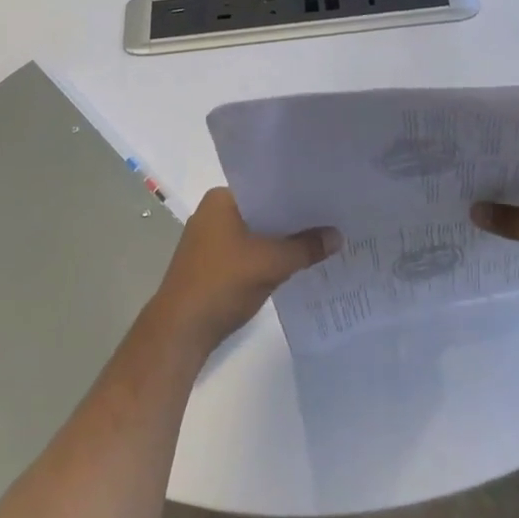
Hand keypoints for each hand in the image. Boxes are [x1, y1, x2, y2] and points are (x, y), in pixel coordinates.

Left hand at [150, 188, 340, 352]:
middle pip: (263, 210)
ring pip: (257, 233)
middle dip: (293, 219)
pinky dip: (268, 256)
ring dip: (282, 240)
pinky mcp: (212, 264)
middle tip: (331, 219)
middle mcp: (213, 212)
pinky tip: (294, 264)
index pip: (267, 186)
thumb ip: (305, 247)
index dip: (297, 193)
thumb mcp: (271, 263)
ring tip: (320, 241)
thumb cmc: (222, 283)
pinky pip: (248, 252)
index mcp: (221, 199)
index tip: (327, 197)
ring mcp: (210, 240)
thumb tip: (338, 236)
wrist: (181, 331)